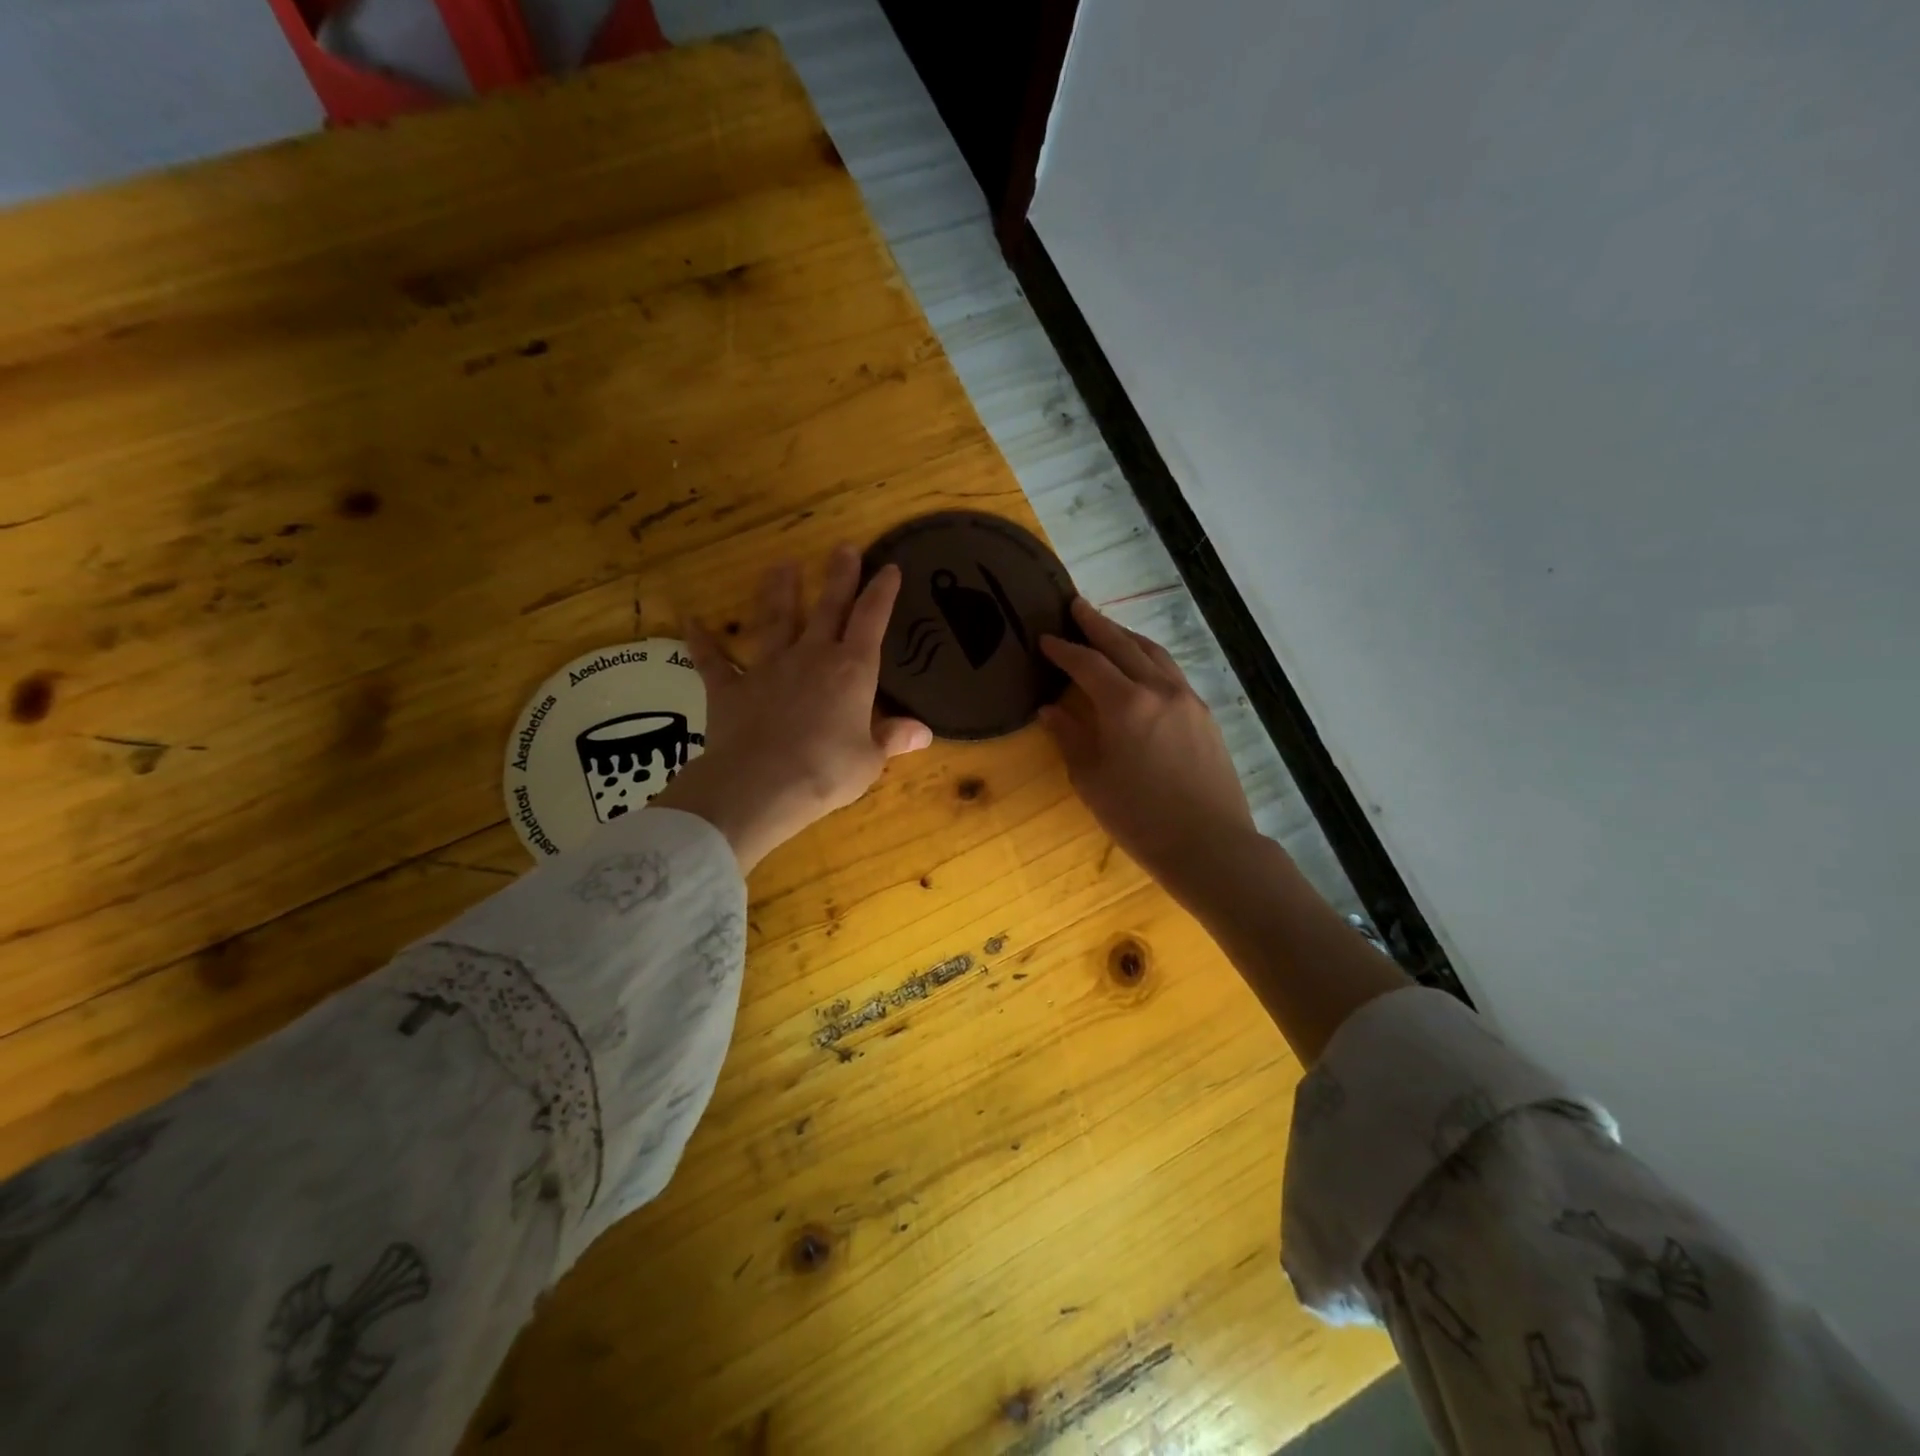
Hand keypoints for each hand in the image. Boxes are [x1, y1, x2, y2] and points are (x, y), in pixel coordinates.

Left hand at [650, 545, 932, 871]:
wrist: (759, 785)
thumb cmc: (826, 772)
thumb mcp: (869, 760)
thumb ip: (891, 739)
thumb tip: (923, 732)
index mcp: (852, 672)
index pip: (872, 620)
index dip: (882, 592)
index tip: (889, 568)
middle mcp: (811, 657)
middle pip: (827, 608)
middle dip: (838, 577)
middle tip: (843, 547)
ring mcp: (768, 668)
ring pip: (775, 620)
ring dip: (779, 592)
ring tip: (781, 565)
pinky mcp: (730, 688)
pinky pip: (713, 660)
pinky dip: (703, 641)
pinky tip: (692, 621)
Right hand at [1040, 598, 1255, 887]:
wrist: (1209, 844)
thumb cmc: (1139, 818)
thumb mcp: (1092, 780)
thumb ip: (1070, 737)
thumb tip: (1050, 709)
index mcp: (1126, 704)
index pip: (1087, 663)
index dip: (1063, 650)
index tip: (1044, 638)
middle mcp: (1159, 690)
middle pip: (1123, 645)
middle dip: (1096, 624)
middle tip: (1076, 605)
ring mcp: (1187, 699)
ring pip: (1154, 654)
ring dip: (1127, 637)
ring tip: (1108, 628)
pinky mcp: (1205, 715)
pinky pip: (1172, 673)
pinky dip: (1150, 659)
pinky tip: (1142, 667)